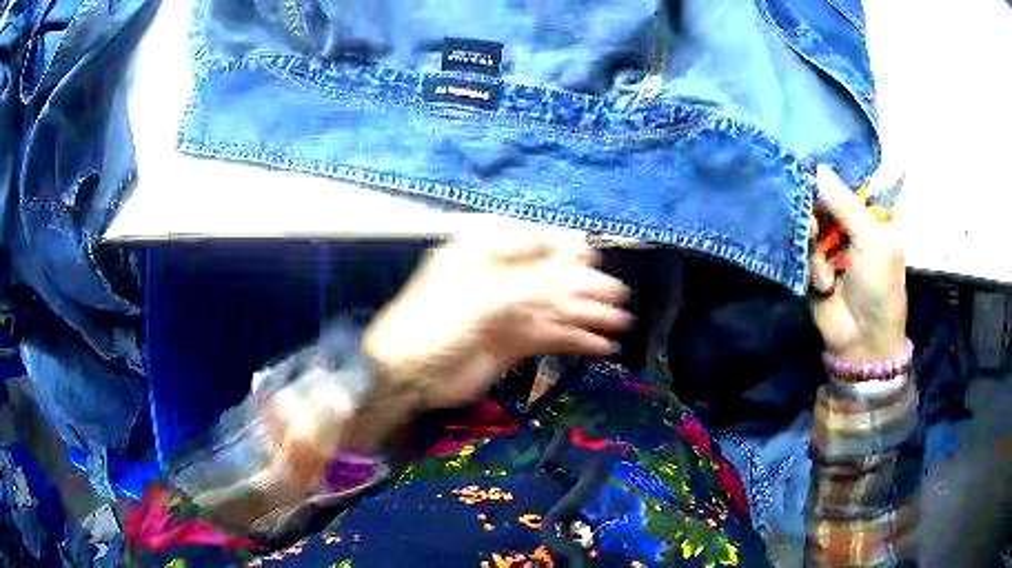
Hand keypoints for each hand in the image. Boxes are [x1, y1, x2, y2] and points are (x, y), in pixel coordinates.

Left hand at [363, 228, 630, 408]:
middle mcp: (499, 278)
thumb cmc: (436, 323)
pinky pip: (549, 336)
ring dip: (587, 315)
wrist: (407, 376)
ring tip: (621, 323)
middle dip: (586, 286)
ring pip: (555, 308)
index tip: (595, 257)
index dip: (566, 248)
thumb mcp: (484, 297)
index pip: (533, 241)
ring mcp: (506, 312)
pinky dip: (575, 340)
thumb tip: (579, 268)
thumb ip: (534, 284)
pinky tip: (600, 346)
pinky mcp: (511, 342)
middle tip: (620, 297)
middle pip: (550, 277)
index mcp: (483, 253)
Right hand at [809, 166, 906, 361]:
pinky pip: (806, 249)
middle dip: (818, 205)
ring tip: (820, 252)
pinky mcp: (817, 264)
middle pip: (828, 199)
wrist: (861, 339)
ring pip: (814, 222)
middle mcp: (854, 226)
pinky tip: (823, 279)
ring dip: (814, 236)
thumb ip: (844, 204)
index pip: (852, 182)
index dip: (834, 173)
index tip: (813, 163)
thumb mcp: (870, 239)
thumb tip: (817, 167)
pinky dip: (812, 262)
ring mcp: (835, 245)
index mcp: (875, 216)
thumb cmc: (878, 285)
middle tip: (811, 209)